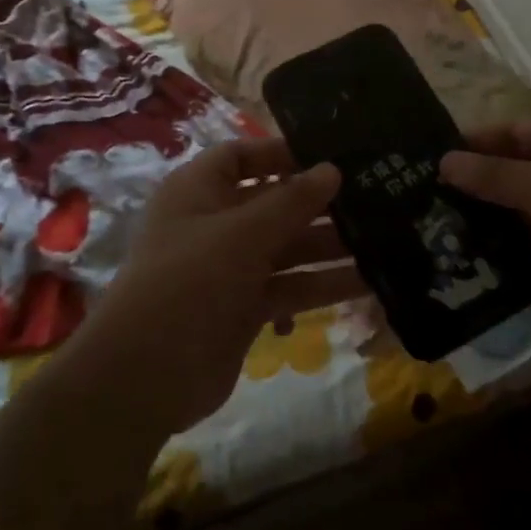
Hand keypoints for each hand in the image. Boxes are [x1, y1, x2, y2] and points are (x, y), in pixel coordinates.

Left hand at [73, 139, 364, 431]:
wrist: (146, 375)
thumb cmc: (190, 282)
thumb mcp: (242, 234)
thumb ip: (291, 201)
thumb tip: (332, 170)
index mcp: (198, 192)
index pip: (241, 157)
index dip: (282, 154)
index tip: (331, 157)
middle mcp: (214, 225)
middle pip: (272, 204)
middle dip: (319, 204)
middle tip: (375, 199)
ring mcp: (229, 269)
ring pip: (287, 248)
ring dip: (329, 247)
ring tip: (383, 240)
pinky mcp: (244, 308)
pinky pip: (289, 287)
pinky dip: (321, 286)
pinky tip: (367, 284)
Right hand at [439, 118, 530, 369]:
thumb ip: (495, 175)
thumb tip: (444, 160)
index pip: (516, 132)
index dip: (476, 141)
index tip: (427, 155)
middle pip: (510, 175)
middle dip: (468, 185)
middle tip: (411, 195)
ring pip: (510, 218)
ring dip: (475, 224)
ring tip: (420, 228)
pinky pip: (517, 256)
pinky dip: (490, 259)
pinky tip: (449, 262)